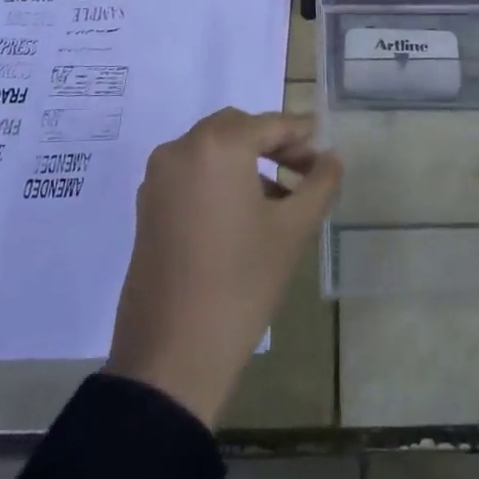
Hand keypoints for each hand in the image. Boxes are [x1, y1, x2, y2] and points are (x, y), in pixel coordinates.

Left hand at [107, 109, 342, 427]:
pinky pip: (191, 174)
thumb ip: (320, 184)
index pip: (270, 124)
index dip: (302, 135)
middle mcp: (181, 149)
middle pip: (237, 129)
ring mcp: (158, 177)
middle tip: (304, 171)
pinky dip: (219, 178)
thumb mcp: (293, 230)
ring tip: (280, 198)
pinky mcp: (147, 206)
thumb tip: (331, 159)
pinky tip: (244, 214)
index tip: (325, 153)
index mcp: (217, 146)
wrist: (172, 353)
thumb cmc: (242, 283)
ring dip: (247, 161)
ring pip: (211, 150)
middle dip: (273, 143)